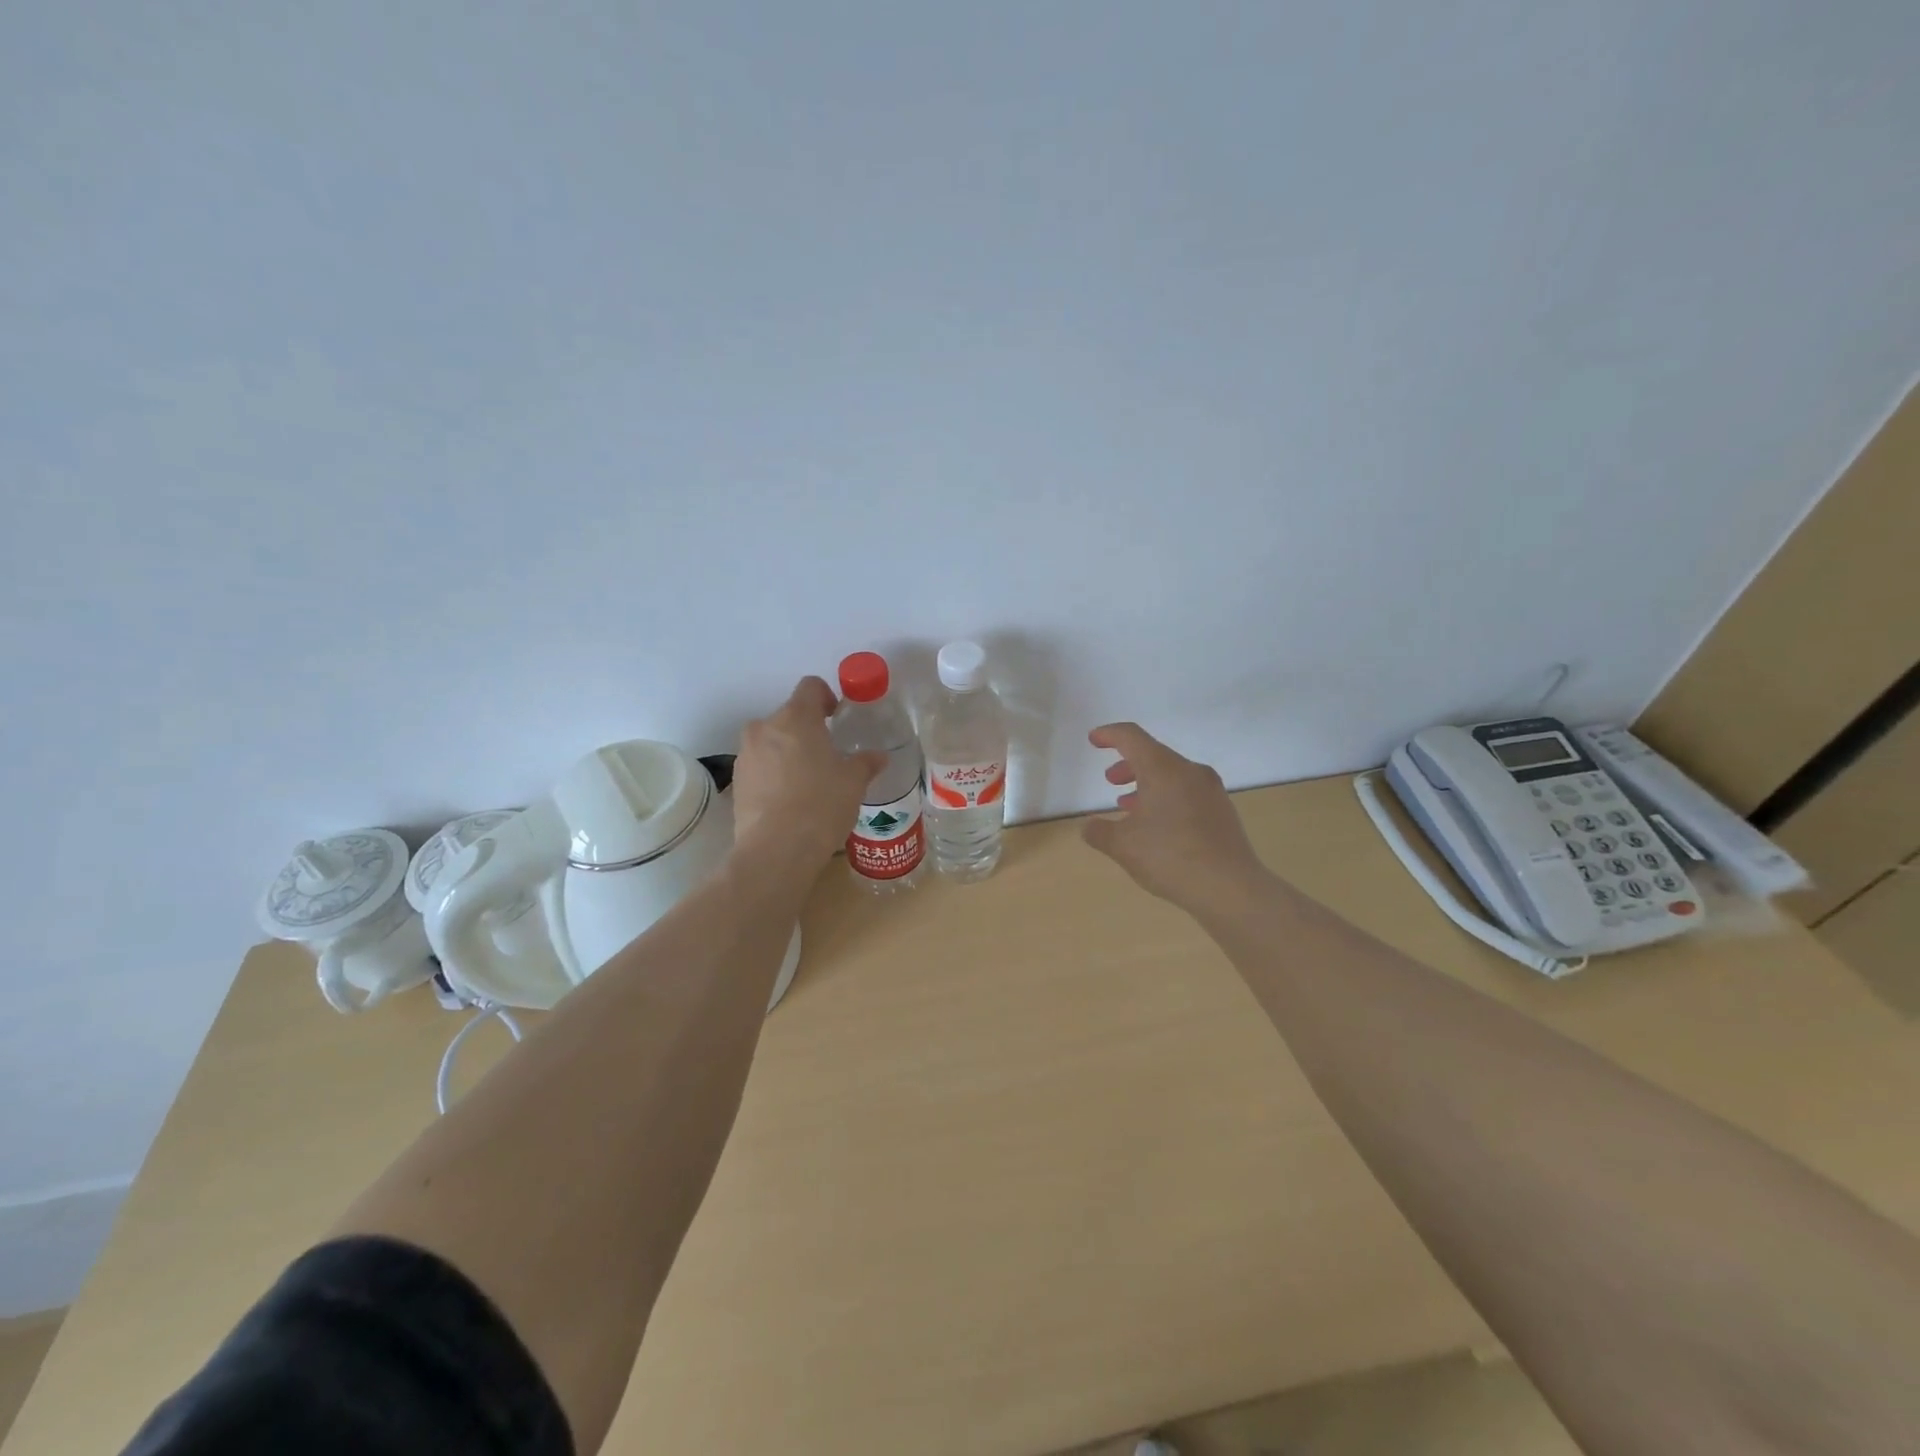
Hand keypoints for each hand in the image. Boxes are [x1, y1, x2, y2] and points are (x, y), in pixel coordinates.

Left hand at [731, 677, 887, 874]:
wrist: (776, 850)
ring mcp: (746, 755)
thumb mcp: (854, 782)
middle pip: (789, 716)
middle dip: (807, 731)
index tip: (837, 717)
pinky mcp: (736, 782)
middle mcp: (765, 728)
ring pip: (771, 742)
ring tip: (808, 782)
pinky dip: (774, 775)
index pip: (810, 686)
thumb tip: (878, 757)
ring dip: (788, 753)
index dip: (826, 697)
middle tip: (827, 756)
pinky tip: (790, 801)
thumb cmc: (822, 804)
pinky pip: (760, 767)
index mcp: (796, 717)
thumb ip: (866, 763)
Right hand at [1083, 723, 1269, 917]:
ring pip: (1172, 775)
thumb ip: (1099, 831)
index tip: (1094, 739)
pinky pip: (1188, 793)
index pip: (1132, 737)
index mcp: (1163, 769)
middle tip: (1111, 780)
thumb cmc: (1170, 857)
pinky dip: (1167, 799)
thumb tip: (1089, 826)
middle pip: (1154, 755)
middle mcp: (1190, 772)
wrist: (1231, 888)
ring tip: (1130, 807)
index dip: (1109, 734)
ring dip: (1147, 784)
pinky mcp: (1223, 811)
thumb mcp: (1123, 846)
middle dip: (1128, 765)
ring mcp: (1211, 791)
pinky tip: (1158, 826)